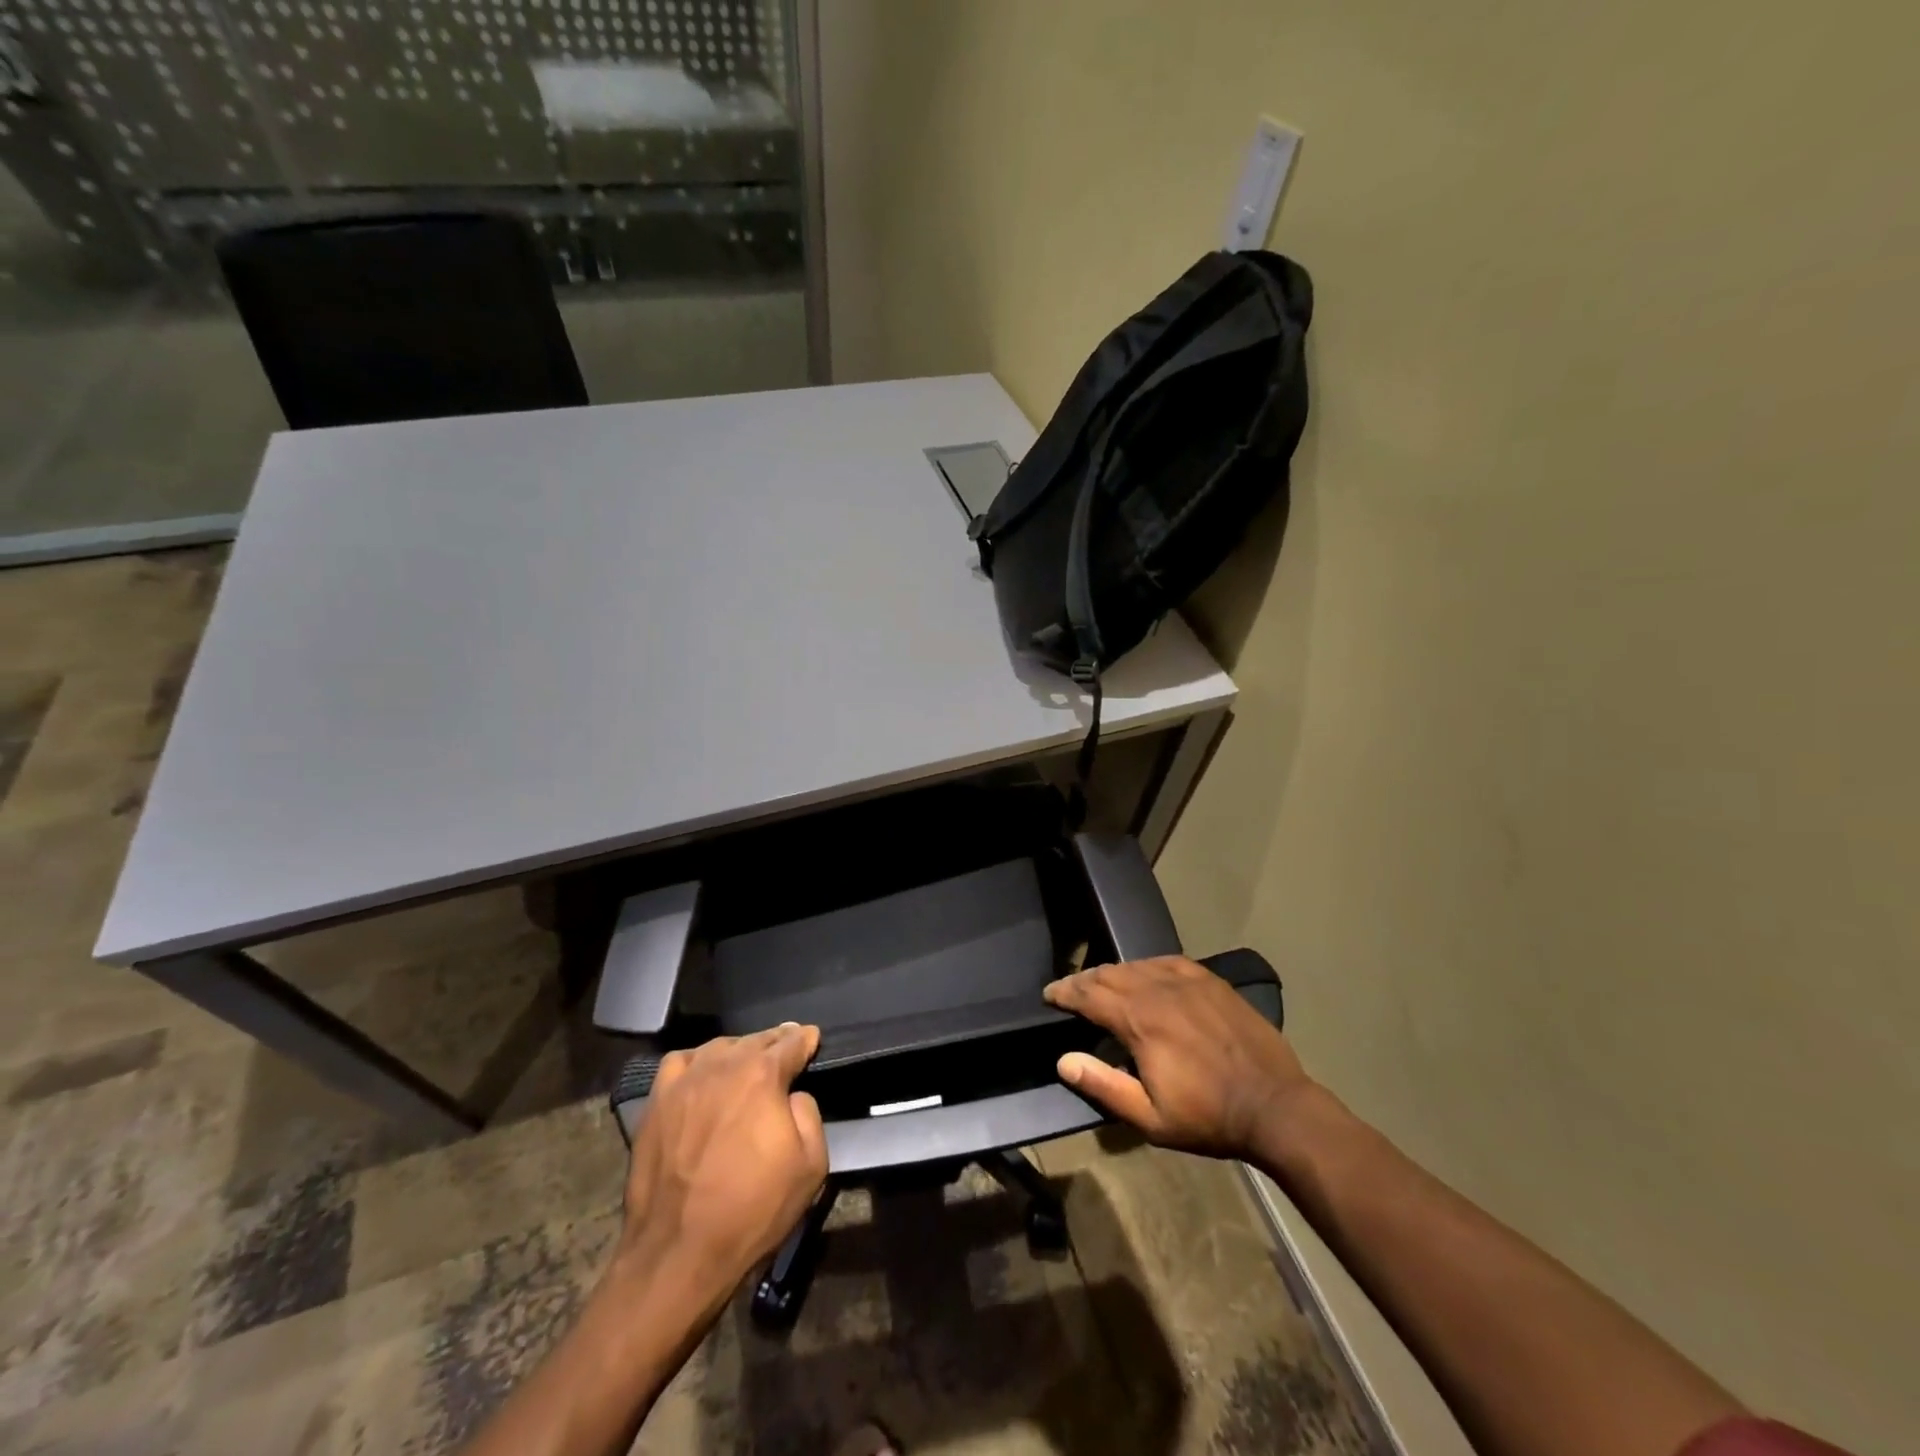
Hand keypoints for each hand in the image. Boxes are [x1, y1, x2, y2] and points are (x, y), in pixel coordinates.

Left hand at [615, 1024, 827, 1308]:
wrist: (678, 1252)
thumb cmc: (752, 1210)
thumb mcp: (811, 1165)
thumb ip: (809, 1113)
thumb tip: (793, 1095)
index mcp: (763, 1075)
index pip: (792, 1042)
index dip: (806, 1039)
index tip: (812, 1038)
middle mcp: (724, 1065)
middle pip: (756, 1040)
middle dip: (775, 1041)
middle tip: (786, 1046)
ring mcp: (685, 1081)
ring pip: (719, 1047)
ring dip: (739, 1050)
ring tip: (746, 1061)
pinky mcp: (656, 1102)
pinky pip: (681, 1062)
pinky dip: (698, 1061)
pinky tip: (703, 1074)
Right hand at [1044, 955, 1315, 1161]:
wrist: (1275, 1106)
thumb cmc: (1208, 1117)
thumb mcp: (1150, 1118)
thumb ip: (1104, 1086)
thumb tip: (1063, 1061)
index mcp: (1139, 1021)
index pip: (1089, 995)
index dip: (1065, 992)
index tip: (1049, 994)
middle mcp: (1158, 991)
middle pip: (1110, 974)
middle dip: (1084, 980)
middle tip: (1069, 990)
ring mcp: (1188, 982)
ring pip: (1137, 965)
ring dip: (1113, 972)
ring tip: (1101, 982)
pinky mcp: (1210, 981)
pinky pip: (1168, 961)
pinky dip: (1147, 965)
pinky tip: (1145, 972)